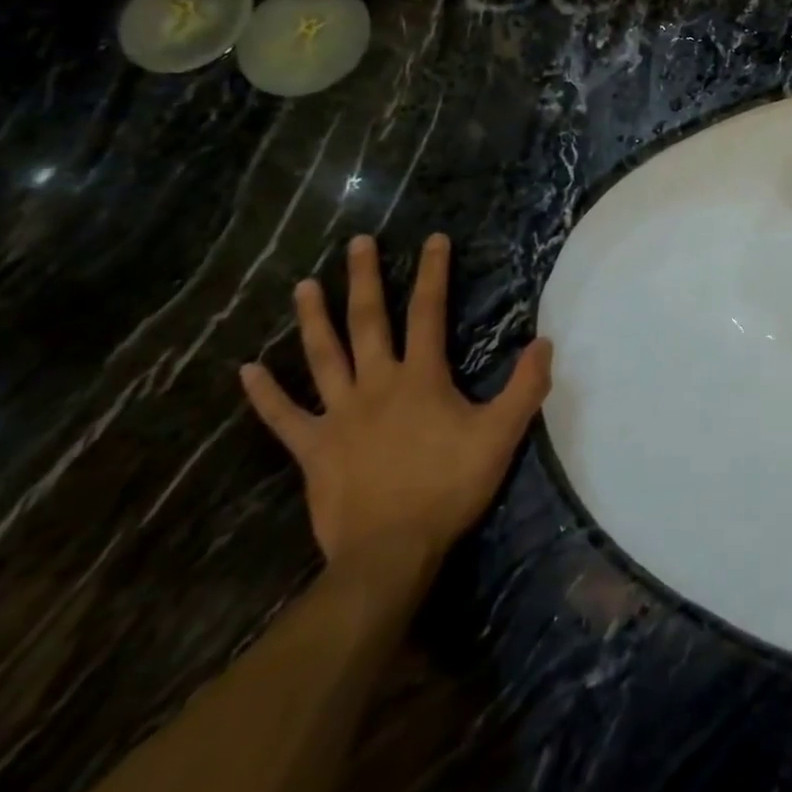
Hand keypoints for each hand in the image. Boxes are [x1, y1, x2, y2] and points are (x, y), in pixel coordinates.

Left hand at [240, 234, 552, 574]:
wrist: (390, 552)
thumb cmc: (449, 487)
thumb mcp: (502, 435)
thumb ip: (525, 386)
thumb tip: (545, 341)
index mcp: (421, 377)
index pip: (428, 312)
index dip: (433, 273)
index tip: (433, 239)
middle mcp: (376, 384)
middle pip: (368, 322)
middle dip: (363, 279)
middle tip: (356, 243)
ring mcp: (340, 415)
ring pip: (323, 357)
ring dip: (312, 319)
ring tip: (303, 285)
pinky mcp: (314, 449)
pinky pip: (285, 416)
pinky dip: (265, 394)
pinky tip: (247, 371)